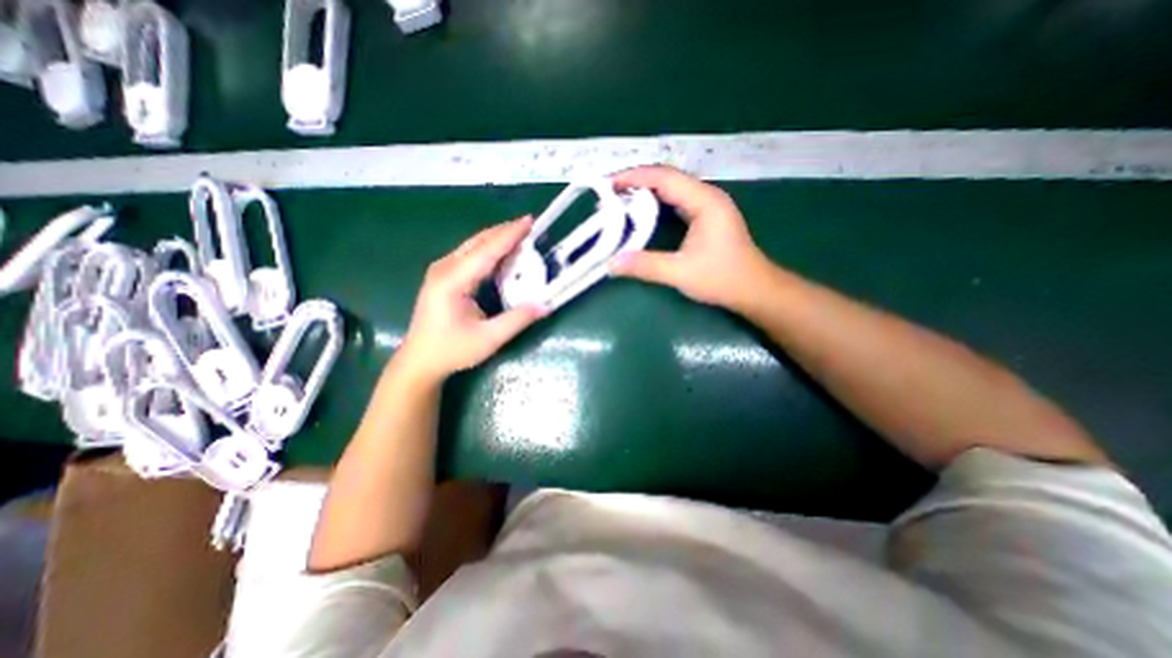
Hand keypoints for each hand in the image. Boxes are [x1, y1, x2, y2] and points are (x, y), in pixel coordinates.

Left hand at [393, 219, 540, 384]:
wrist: (420, 360)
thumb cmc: (452, 350)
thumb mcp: (488, 339)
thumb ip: (517, 320)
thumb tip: (546, 305)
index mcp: (452, 281)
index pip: (486, 251)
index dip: (509, 235)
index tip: (529, 221)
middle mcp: (444, 269)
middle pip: (478, 241)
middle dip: (505, 231)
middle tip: (530, 225)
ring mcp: (441, 270)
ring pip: (473, 245)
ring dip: (497, 238)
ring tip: (520, 234)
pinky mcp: (443, 275)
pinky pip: (469, 254)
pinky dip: (489, 248)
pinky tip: (502, 251)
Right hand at [608, 168, 776, 313]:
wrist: (754, 290)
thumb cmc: (723, 279)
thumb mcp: (681, 273)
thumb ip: (646, 266)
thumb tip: (612, 263)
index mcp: (704, 201)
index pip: (664, 178)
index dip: (634, 177)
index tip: (608, 185)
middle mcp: (707, 196)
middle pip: (667, 178)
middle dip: (636, 182)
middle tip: (609, 194)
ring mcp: (708, 205)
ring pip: (672, 189)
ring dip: (645, 192)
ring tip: (619, 200)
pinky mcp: (706, 217)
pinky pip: (676, 201)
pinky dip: (656, 203)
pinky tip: (642, 213)